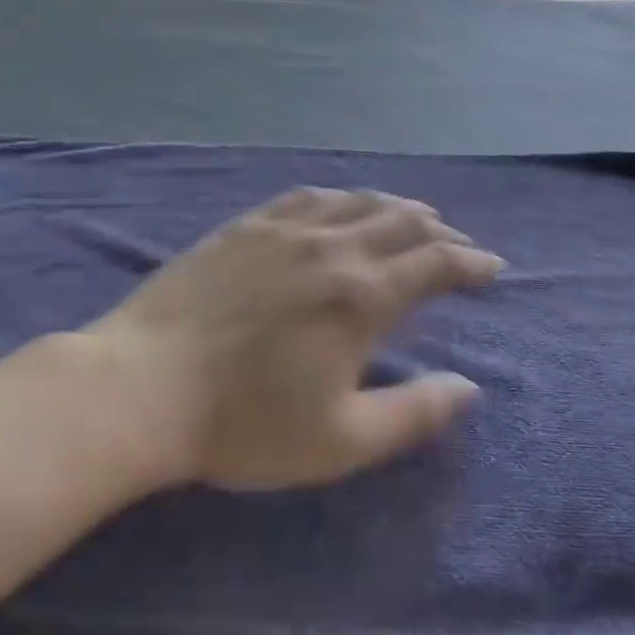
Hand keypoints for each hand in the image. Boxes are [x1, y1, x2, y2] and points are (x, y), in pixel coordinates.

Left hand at [85, 187, 502, 490]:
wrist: (143, 386)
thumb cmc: (245, 423)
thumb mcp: (341, 439)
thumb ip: (414, 412)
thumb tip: (470, 389)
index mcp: (363, 296)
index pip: (437, 263)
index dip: (471, 263)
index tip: (491, 268)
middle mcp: (333, 247)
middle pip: (403, 220)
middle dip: (440, 230)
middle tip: (456, 245)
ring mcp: (286, 229)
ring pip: (358, 201)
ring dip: (395, 207)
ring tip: (410, 218)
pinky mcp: (246, 225)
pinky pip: (307, 196)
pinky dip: (340, 197)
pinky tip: (340, 205)